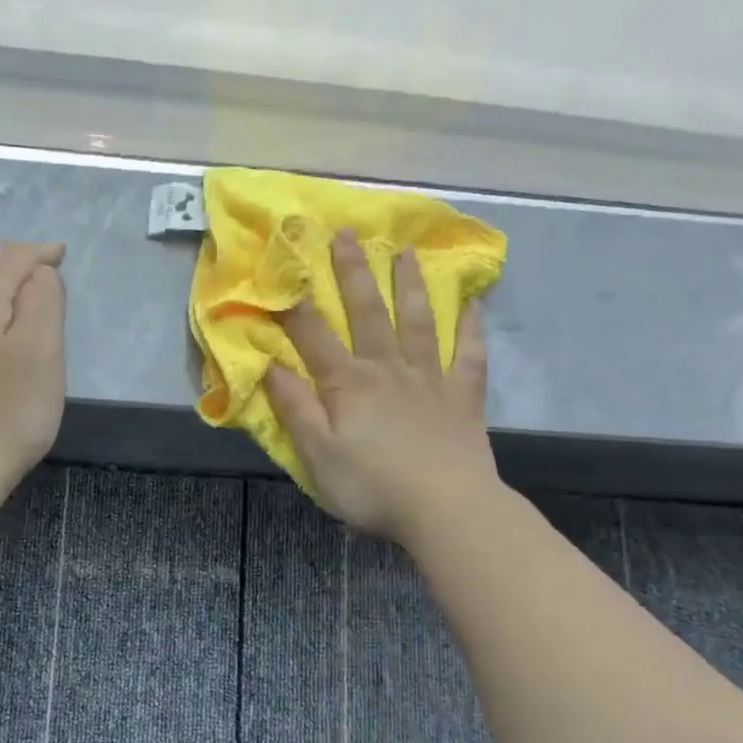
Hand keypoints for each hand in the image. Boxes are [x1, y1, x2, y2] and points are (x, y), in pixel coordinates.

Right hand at [265, 229, 500, 540]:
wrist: (446, 508)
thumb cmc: (372, 486)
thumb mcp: (317, 454)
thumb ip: (295, 408)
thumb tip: (269, 366)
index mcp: (348, 383)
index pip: (313, 336)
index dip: (294, 305)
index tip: (283, 272)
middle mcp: (388, 368)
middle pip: (368, 312)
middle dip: (353, 272)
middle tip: (346, 233)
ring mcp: (429, 378)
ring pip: (418, 321)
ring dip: (409, 284)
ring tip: (406, 252)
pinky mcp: (462, 396)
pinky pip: (468, 353)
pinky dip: (471, 326)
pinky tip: (473, 302)